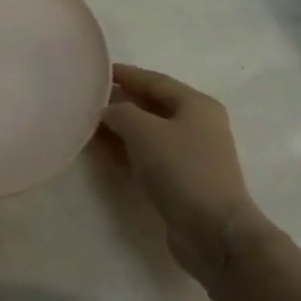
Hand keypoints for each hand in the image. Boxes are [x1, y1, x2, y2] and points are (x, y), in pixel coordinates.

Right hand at [100, 64, 271, 284]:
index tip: (98, 71)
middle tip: (88, 99)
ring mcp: (192, 154)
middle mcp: (198, 125)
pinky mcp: (183, 180)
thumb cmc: (181, 170)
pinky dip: (128, 151)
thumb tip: (107, 111)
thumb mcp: (144, 132)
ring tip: (89, 125)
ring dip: (121, 128)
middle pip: (153, 106)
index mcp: (196, 104)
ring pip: (149, 133)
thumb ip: (121, 113)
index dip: (126, 75)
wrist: (212, 229)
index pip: (155, 81)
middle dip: (121, 101)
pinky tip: (106, 152)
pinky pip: (149, 156)